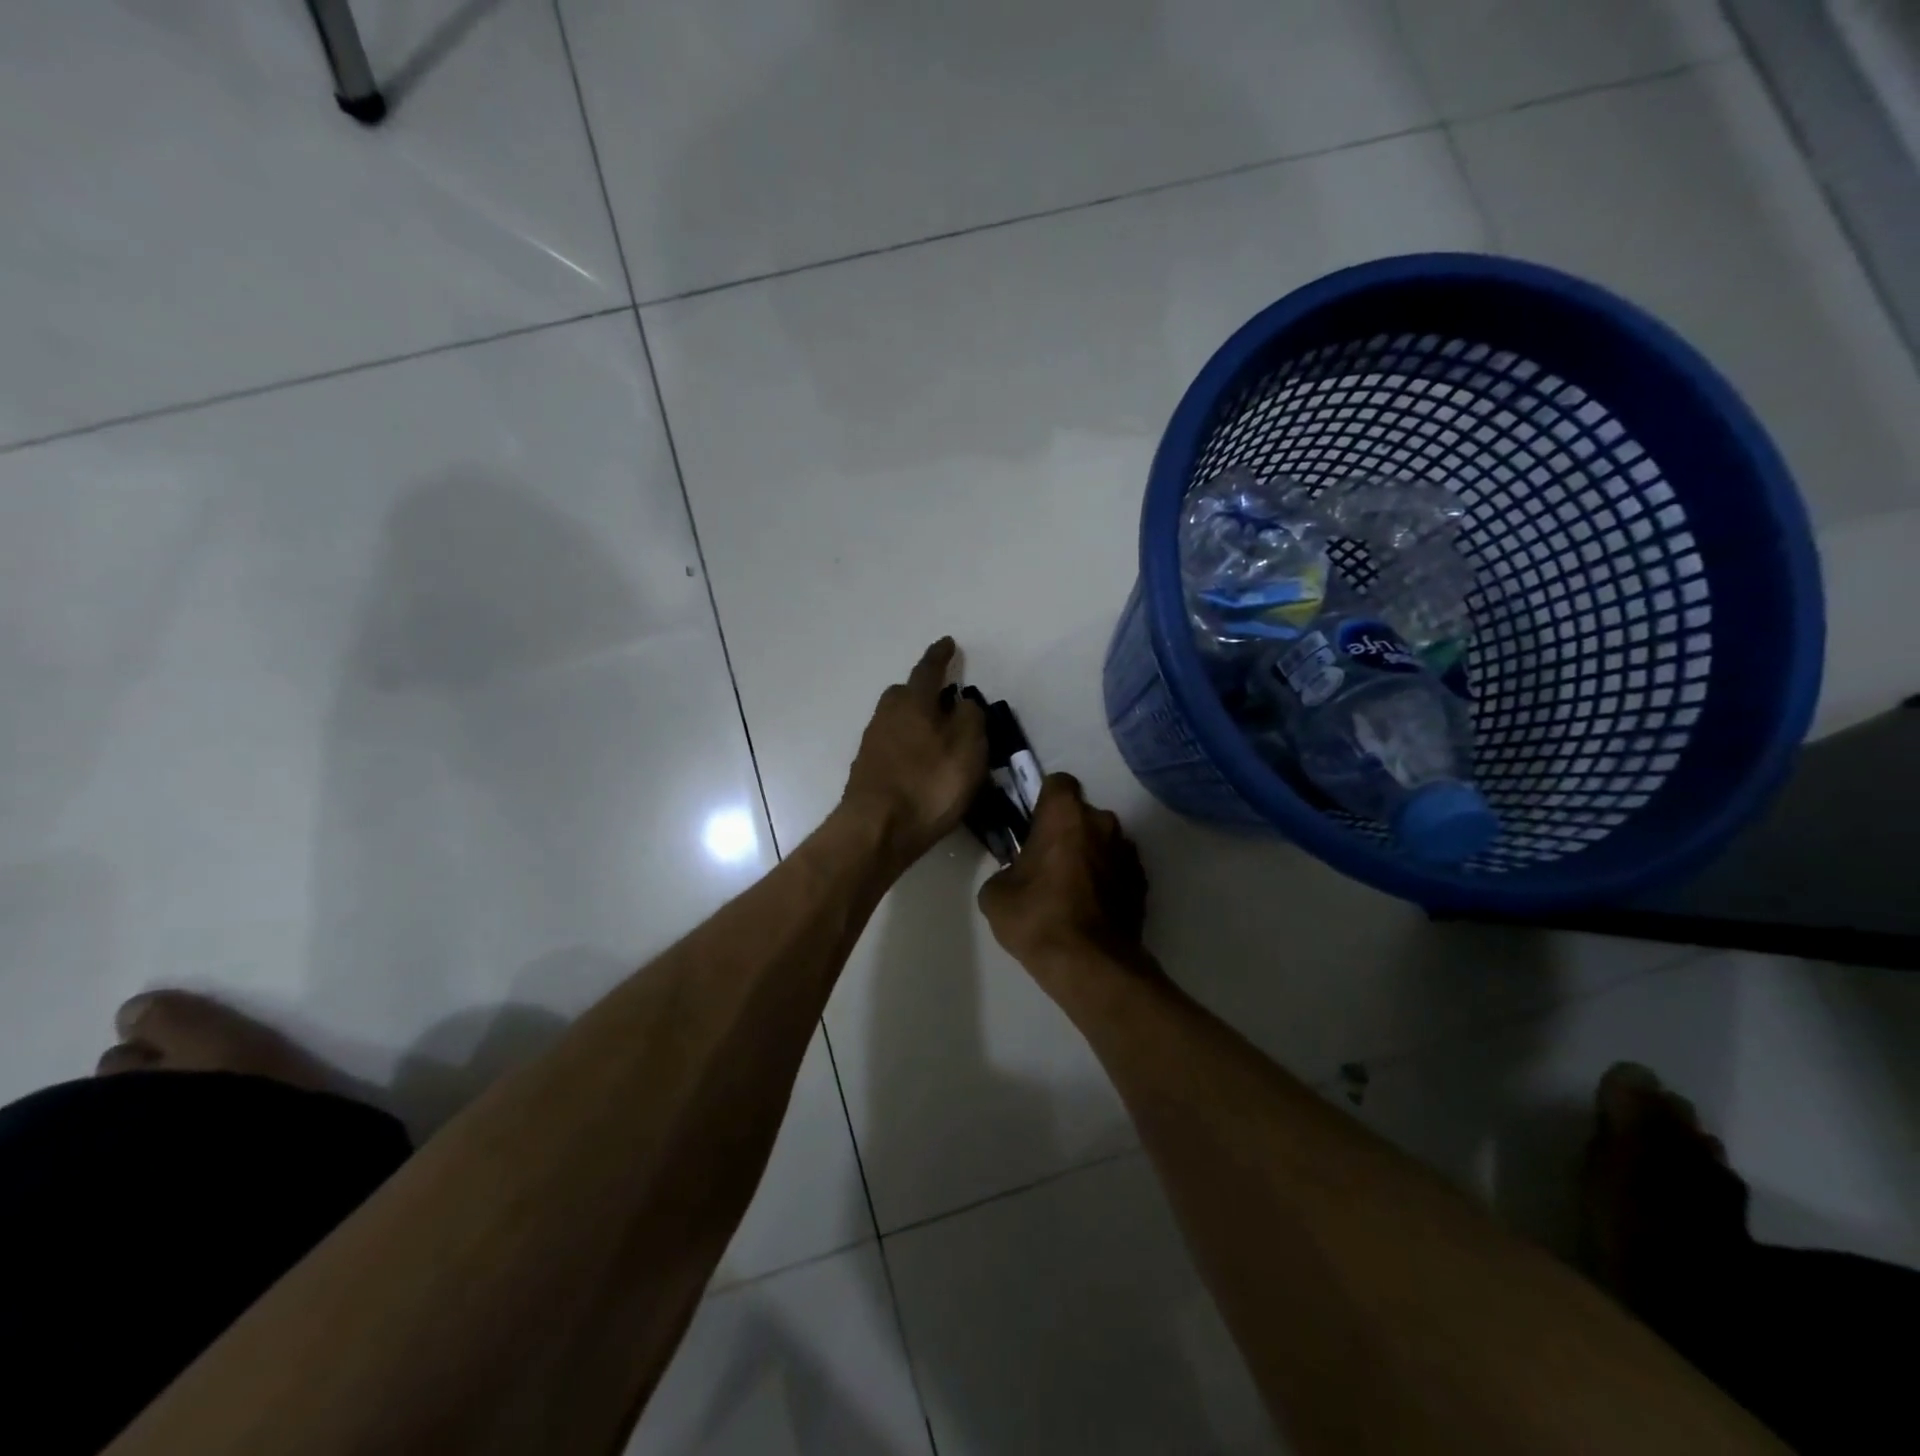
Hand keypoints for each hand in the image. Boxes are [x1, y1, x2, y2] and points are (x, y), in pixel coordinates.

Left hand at [841, 638, 988, 869]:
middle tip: (944, 700)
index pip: (928, 670)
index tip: (947, 643)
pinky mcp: (867, 771)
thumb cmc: (929, 784)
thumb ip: (970, 718)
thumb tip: (962, 703)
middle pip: (904, 694)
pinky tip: (921, 766)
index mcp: (914, 702)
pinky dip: (907, 748)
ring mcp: (872, 744)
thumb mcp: (968, 747)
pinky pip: (892, 747)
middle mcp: (887, 716)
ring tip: (938, 739)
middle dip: (922, 692)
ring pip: (896, 721)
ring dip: (915, 722)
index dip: (940, 656)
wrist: (877, 829)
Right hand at [978, 773, 1149, 978]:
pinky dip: (1107, 880)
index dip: (1044, 800)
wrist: (1089, 965)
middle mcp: (1103, 822)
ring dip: (1089, 855)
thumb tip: (1014, 876)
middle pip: (1082, 814)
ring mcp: (1127, 852)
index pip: (1058, 783)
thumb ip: (1004, 870)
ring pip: (1103, 842)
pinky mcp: (1142, 882)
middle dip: (1067, 831)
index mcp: (1065, 815)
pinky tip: (1091, 908)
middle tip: (1046, 862)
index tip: (1033, 823)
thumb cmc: (1037, 917)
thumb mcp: (995, 894)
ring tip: (1071, 890)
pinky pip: (1119, 869)